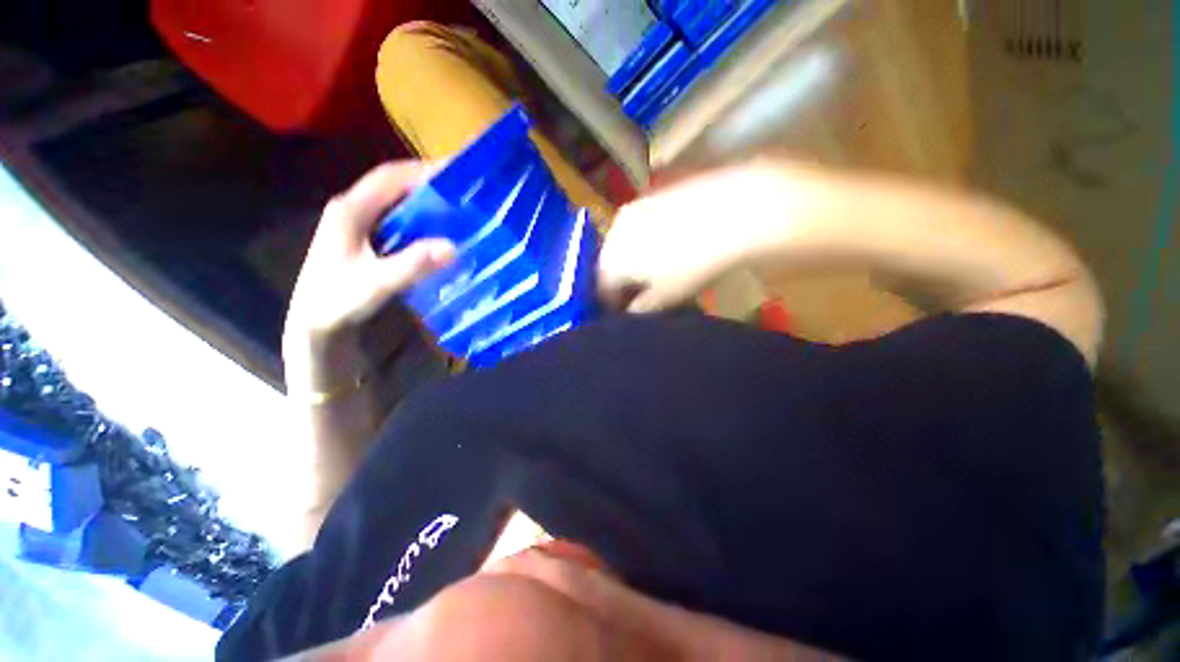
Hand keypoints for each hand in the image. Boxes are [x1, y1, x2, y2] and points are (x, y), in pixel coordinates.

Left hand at [284, 161, 454, 391]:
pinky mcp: (363, 238)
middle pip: (393, 183)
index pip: (389, 177)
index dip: (423, 170)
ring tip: (456, 202)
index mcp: (350, 210)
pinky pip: (395, 217)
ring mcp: (356, 223)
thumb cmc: (338, 301)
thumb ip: (412, 265)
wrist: (314, 324)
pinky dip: (418, 215)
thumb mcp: (376, 284)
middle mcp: (352, 209)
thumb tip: (453, 247)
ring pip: (394, 200)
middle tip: (463, 185)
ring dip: (424, 197)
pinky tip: (436, 227)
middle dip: (427, 180)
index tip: (456, 169)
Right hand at [597, 168, 759, 312]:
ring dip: (635, 261)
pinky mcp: (652, 196)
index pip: (602, 291)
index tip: (631, 314)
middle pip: (611, 266)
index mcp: (610, 261)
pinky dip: (647, 241)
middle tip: (646, 294)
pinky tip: (670, 246)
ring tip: (659, 271)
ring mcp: (632, 210)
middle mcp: (612, 233)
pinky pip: (640, 227)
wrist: (731, 212)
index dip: (615, 306)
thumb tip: (630, 313)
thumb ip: (640, 309)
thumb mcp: (665, 297)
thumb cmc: (692, 264)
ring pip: (625, 244)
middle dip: (624, 283)